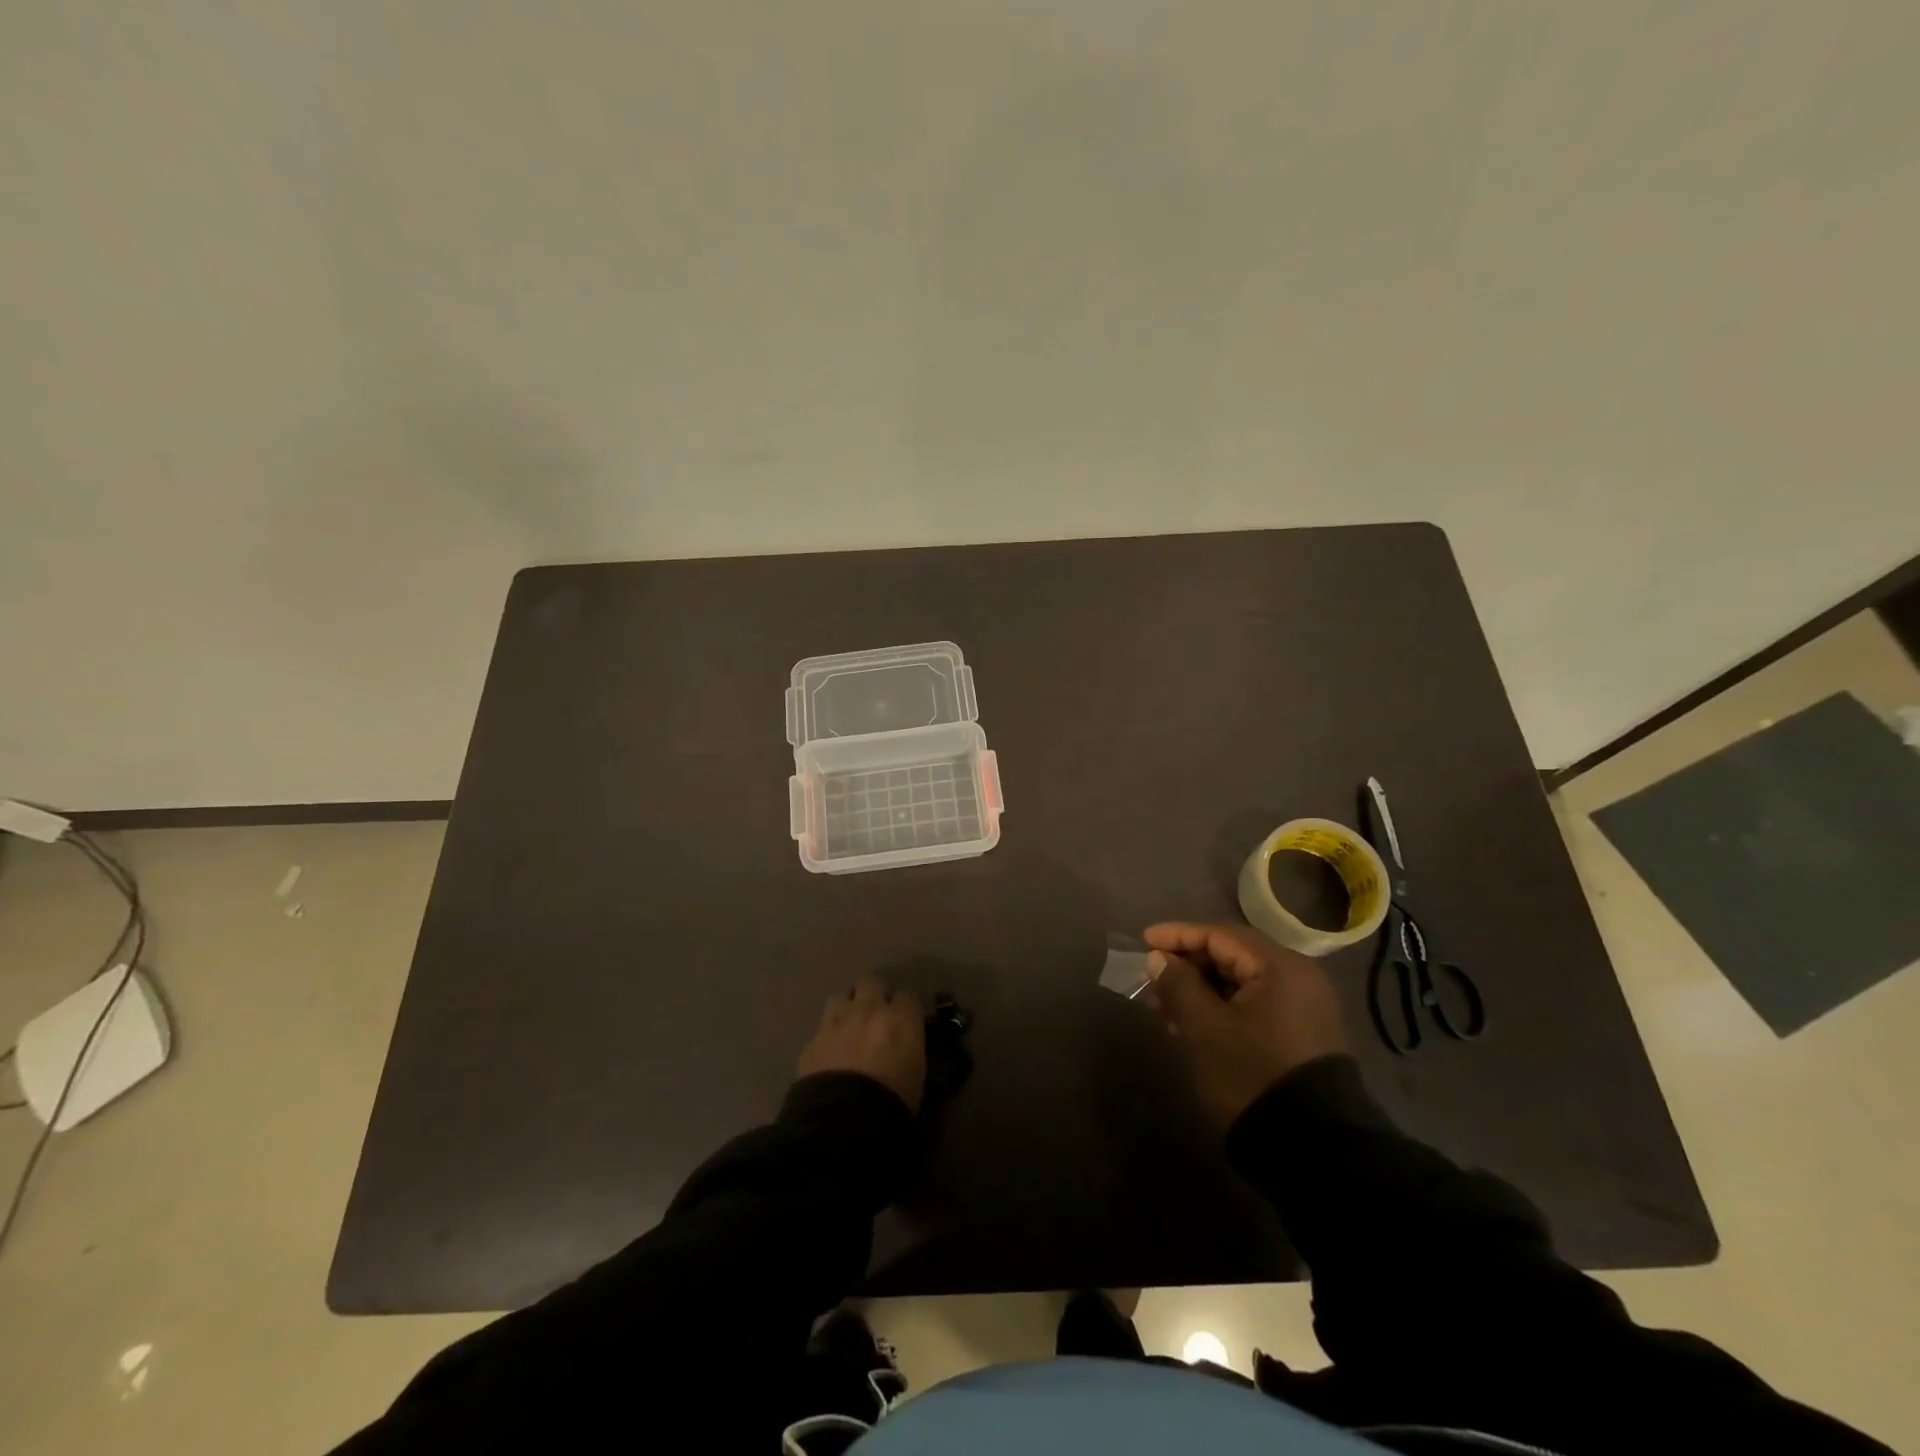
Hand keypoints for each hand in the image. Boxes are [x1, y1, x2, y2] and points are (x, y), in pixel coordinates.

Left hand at [796, 978, 926, 1113]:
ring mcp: (837, 1021)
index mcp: (900, 1019)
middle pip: (872, 982)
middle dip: (874, 995)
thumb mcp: (917, 1074)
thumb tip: (905, 1045)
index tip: (904, 1023)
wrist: (844, 1120)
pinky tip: (829, 1054)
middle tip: (875, 1016)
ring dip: (846, 1008)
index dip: (904, 1010)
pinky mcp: (812, 1040)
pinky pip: (821, 1028)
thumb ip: (911, 1049)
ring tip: (848, 1028)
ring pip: (841, 996)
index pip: (907, 997)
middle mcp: (868, 1010)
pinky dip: (827, 1037)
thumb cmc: (894, 1102)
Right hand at [1142, 922, 1347, 1123]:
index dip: (1178, 936)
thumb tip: (1158, 958)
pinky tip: (1192, 1025)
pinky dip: (1221, 1007)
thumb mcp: (1205, 1027)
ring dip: (1200, 989)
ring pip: (1240, 982)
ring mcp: (1302, 1006)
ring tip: (1164, 1007)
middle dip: (1188, 966)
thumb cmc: (1252, 1073)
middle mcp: (1297, 977)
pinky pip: (1253, 1004)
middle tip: (1152, 979)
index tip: (1144, 942)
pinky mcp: (1300, 1033)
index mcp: (1279, 966)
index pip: (1219, 935)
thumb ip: (1177, 984)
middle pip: (1231, 955)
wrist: (1313, 1147)